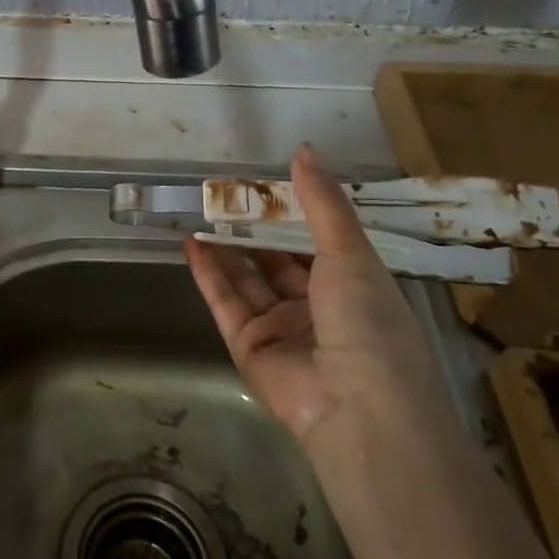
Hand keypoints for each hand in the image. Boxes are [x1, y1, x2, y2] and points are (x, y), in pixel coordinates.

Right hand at [184, 144, 448, 446]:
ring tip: (201, 209)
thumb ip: (322, 202)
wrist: (359, 409)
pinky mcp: (248, 347)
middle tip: (224, 192)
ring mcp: (281, 328)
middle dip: (253, 226)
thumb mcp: (350, 253)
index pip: (317, 240)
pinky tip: (191, 242)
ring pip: (247, 278)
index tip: (265, 181)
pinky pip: (226, 302)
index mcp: (352, 284)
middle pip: (277, 258)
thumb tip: (304, 149)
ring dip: (225, 245)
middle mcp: (316, 306)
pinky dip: (208, 273)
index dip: (292, 211)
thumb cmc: (367, 322)